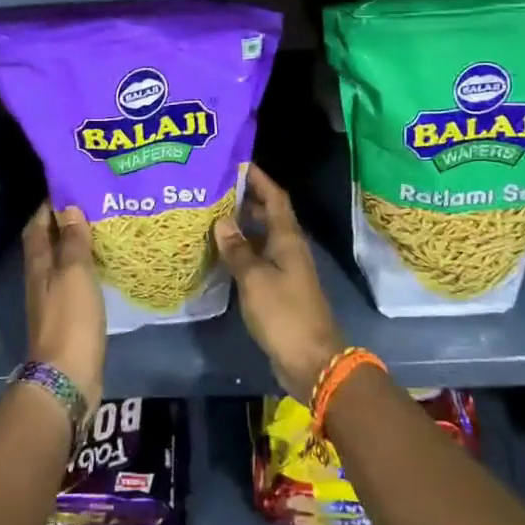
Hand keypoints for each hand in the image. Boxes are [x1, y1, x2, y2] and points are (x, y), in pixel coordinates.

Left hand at [23, 204, 105, 409]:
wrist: (67, 377)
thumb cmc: (70, 319)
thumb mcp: (75, 273)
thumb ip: (73, 240)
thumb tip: (69, 207)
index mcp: (38, 264)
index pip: (38, 225)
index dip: (50, 205)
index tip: (72, 186)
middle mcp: (41, 278)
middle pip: (49, 242)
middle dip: (66, 221)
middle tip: (95, 203)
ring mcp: (53, 299)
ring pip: (63, 261)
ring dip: (78, 244)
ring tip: (104, 227)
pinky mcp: (69, 316)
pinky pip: (76, 282)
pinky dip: (87, 268)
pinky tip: (106, 264)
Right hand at [216, 164, 345, 401]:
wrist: (312, 361)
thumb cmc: (284, 314)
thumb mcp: (255, 279)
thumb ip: (238, 250)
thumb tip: (222, 221)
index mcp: (288, 239)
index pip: (275, 198)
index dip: (259, 179)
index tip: (237, 163)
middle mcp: (289, 249)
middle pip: (269, 215)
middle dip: (246, 200)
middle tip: (214, 190)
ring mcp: (286, 271)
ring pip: (262, 239)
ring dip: (242, 227)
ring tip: (211, 217)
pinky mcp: (280, 291)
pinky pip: (259, 261)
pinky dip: (242, 252)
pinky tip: (221, 255)